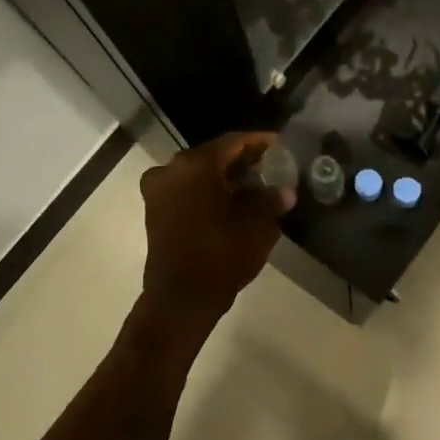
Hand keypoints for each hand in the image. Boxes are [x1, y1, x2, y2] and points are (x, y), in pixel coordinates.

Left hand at [139, 132, 294, 321]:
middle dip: (241, 160)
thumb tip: (284, 191)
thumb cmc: (222, 254)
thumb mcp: (258, 225)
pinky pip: (186, 190)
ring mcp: (158, 191)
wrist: (182, 297)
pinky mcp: (155, 211)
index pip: (233, 143)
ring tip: (252, 185)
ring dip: (223, 177)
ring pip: (198, 174)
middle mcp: (171, 170)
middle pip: (213, 156)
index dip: (259, 142)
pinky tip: (230, 202)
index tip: (278, 144)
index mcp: (196, 165)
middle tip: (268, 165)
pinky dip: (207, 191)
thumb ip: (271, 200)